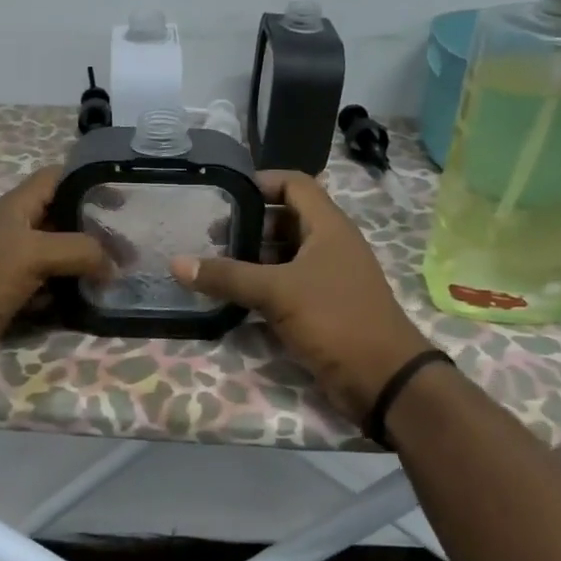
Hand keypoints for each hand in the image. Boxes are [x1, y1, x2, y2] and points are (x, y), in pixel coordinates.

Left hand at [0, 167, 107, 386]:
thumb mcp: (34, 253)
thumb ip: (80, 250)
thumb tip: (114, 264)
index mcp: (18, 207)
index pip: (57, 178)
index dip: (88, 180)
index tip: (124, 196)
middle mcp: (19, 231)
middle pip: (65, 219)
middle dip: (96, 229)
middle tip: (132, 244)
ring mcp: (17, 265)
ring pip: (62, 257)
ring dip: (88, 265)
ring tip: (122, 272)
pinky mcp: (18, 297)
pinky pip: (54, 289)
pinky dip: (72, 293)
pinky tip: (95, 299)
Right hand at [171, 171, 431, 421]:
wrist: (382, 378)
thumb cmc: (335, 319)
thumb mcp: (277, 292)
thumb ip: (228, 276)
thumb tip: (177, 263)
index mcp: (328, 226)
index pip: (294, 184)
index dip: (261, 181)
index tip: (224, 192)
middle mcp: (330, 245)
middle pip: (285, 220)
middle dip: (249, 224)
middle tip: (210, 235)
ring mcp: (328, 277)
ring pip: (285, 255)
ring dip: (253, 258)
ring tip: (215, 265)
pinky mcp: (322, 307)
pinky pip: (287, 285)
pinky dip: (262, 286)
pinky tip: (233, 296)